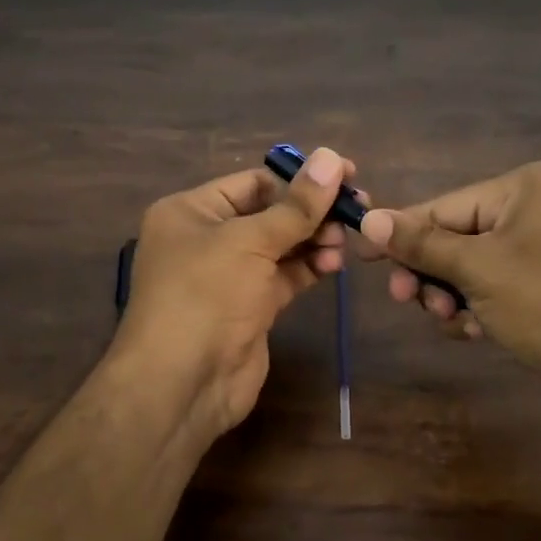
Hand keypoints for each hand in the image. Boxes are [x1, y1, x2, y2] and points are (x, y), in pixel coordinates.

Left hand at [113, 148, 355, 435]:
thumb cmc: (205, 295)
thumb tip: (333, 157)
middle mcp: (207, 239)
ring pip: (280, 246)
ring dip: (315, 240)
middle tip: (357, 207)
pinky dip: (310, 268)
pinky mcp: (249, 308)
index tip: (346, 174)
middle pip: (269, 213)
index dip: (298, 178)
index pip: (252, 182)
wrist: (183, 383)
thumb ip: (296, 205)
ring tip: (345, 240)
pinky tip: (335, 263)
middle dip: (311, 211)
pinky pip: (284, 277)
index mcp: (191, 212)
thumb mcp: (249, 241)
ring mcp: (229, 276)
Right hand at [360, 160, 540, 402]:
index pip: (444, 207)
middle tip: (404, 300)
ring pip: (470, 268)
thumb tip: (368, 218)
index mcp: (526, 187)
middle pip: (455, 238)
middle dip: (430, 273)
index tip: (360, 256)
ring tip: (450, 321)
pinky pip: (494, 288)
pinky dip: (476, 308)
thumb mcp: (477, 270)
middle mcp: (537, 209)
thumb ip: (420, 244)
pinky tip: (474, 332)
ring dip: (450, 295)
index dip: (401, 234)